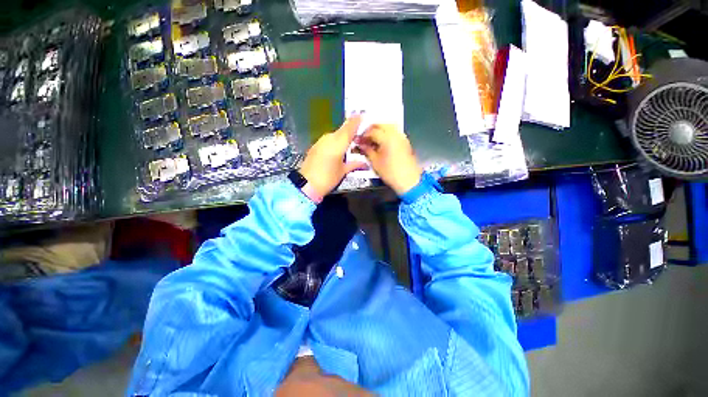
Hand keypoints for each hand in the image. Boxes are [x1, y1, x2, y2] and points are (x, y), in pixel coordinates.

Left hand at [299, 116, 368, 196]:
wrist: (307, 184)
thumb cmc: (328, 178)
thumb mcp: (343, 171)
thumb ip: (355, 164)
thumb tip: (365, 164)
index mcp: (338, 143)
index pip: (349, 128)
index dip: (356, 121)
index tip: (362, 115)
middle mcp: (329, 138)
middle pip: (342, 130)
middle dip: (351, 130)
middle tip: (359, 133)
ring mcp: (321, 141)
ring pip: (335, 135)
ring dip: (343, 136)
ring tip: (350, 142)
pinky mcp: (315, 146)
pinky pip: (328, 140)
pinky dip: (335, 141)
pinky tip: (338, 148)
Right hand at [355, 124, 421, 194]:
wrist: (409, 181)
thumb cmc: (392, 173)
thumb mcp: (375, 162)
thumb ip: (367, 150)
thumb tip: (361, 144)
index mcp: (387, 138)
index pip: (372, 131)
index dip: (363, 135)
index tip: (358, 140)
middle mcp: (396, 134)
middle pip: (381, 124)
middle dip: (371, 129)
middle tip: (364, 138)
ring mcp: (402, 137)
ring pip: (388, 126)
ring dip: (379, 130)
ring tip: (372, 140)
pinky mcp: (405, 142)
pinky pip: (394, 132)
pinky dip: (386, 134)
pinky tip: (381, 143)